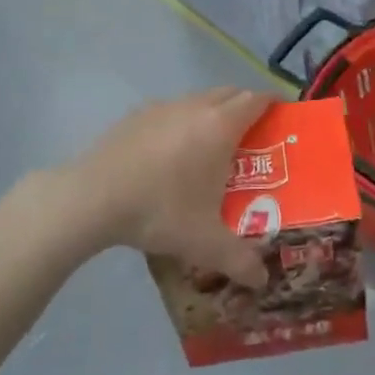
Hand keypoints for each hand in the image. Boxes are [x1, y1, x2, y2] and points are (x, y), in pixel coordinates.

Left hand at [64, 88, 272, 287]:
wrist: (91, 198)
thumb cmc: (160, 210)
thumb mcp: (204, 243)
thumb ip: (239, 260)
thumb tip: (262, 281)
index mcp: (220, 126)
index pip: (257, 100)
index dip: (274, 105)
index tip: (283, 119)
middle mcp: (196, 107)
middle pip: (231, 93)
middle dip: (246, 107)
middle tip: (253, 136)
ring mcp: (163, 107)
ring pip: (200, 99)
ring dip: (213, 112)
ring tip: (212, 146)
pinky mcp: (136, 115)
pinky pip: (172, 110)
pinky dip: (182, 121)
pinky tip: (171, 154)